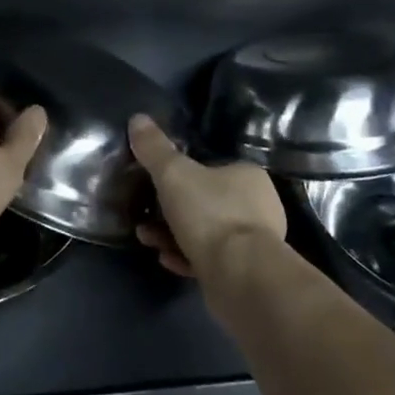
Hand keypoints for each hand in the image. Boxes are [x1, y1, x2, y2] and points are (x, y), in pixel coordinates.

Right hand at [128, 115, 285, 279]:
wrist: (240, 276)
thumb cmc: (210, 214)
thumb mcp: (174, 174)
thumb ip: (154, 148)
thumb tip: (137, 118)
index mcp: (248, 175)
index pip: (211, 168)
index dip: (181, 176)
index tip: (155, 186)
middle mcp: (257, 206)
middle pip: (205, 202)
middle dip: (170, 210)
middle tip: (145, 217)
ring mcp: (254, 242)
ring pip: (205, 232)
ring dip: (173, 235)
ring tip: (147, 239)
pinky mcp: (246, 272)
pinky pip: (210, 259)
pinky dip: (186, 257)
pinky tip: (166, 260)